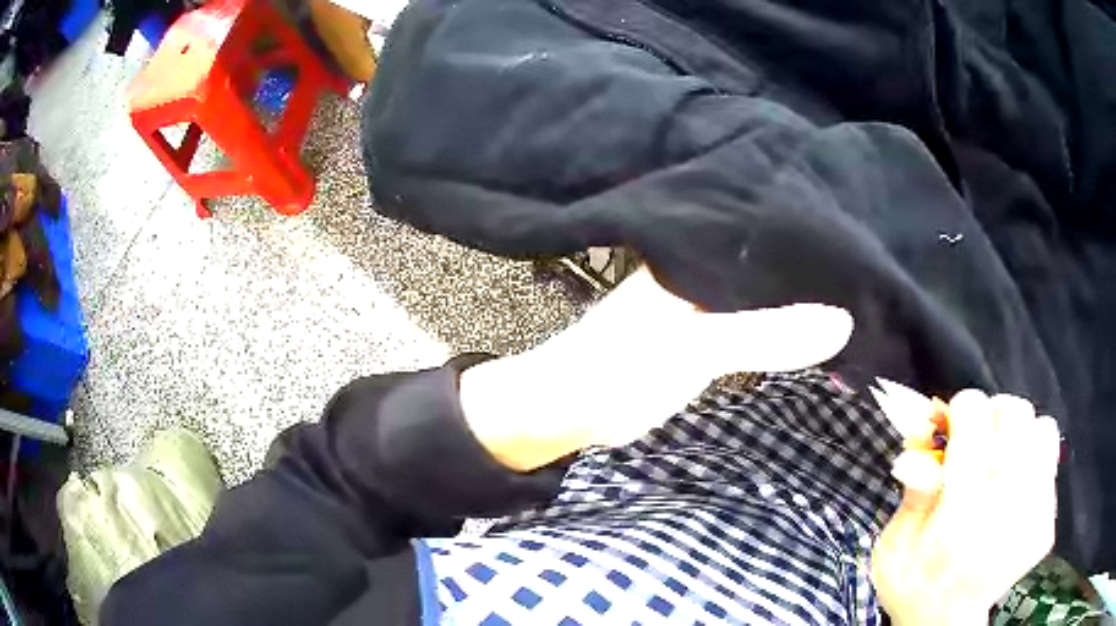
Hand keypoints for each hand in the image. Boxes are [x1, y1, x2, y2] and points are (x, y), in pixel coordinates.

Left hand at [459, 266, 852, 470]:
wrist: (568, 408)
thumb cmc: (620, 370)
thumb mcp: (695, 349)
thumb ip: (765, 334)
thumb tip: (845, 321)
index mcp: (698, 253)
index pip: (770, 238)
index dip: (814, 245)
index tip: (862, 250)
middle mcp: (703, 269)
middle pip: (771, 267)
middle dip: (815, 275)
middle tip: (870, 279)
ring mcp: (703, 302)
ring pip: (765, 297)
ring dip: (801, 305)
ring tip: (857, 303)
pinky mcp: (702, 335)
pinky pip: (755, 325)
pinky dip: (782, 331)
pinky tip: (815, 336)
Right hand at [871, 390, 1060, 624]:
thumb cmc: (915, 586)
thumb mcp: (893, 547)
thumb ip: (913, 494)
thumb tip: (923, 442)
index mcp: (960, 512)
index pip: (975, 416)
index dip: (961, 410)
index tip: (953, 426)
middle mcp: (1005, 507)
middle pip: (1016, 413)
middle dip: (994, 414)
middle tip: (980, 439)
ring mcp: (1033, 516)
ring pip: (1043, 430)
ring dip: (1021, 436)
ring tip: (1004, 461)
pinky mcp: (1046, 525)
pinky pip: (1052, 463)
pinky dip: (1034, 463)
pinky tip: (1016, 491)